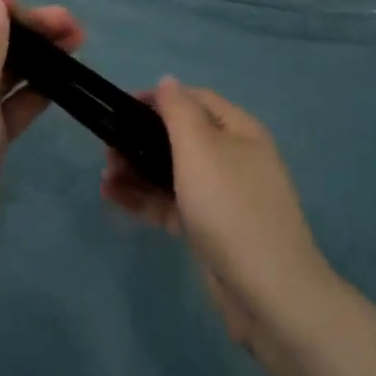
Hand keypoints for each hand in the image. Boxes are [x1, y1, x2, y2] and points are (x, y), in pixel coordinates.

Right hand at [103, 78, 335, 350]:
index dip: (159, 99)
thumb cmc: (230, 206)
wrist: (270, 294)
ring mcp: (223, 197)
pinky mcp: (211, 231)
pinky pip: (173, 204)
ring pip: (173, 172)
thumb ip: (178, 110)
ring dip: (138, 169)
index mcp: (239, 130)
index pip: (196, 99)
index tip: (123, 108)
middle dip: (142, 138)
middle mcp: (234, 158)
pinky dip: (146, 199)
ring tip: (105, 175)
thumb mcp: (200, 147)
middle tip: (108, 148)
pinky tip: (114, 198)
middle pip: (182, 137)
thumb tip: (167, 82)